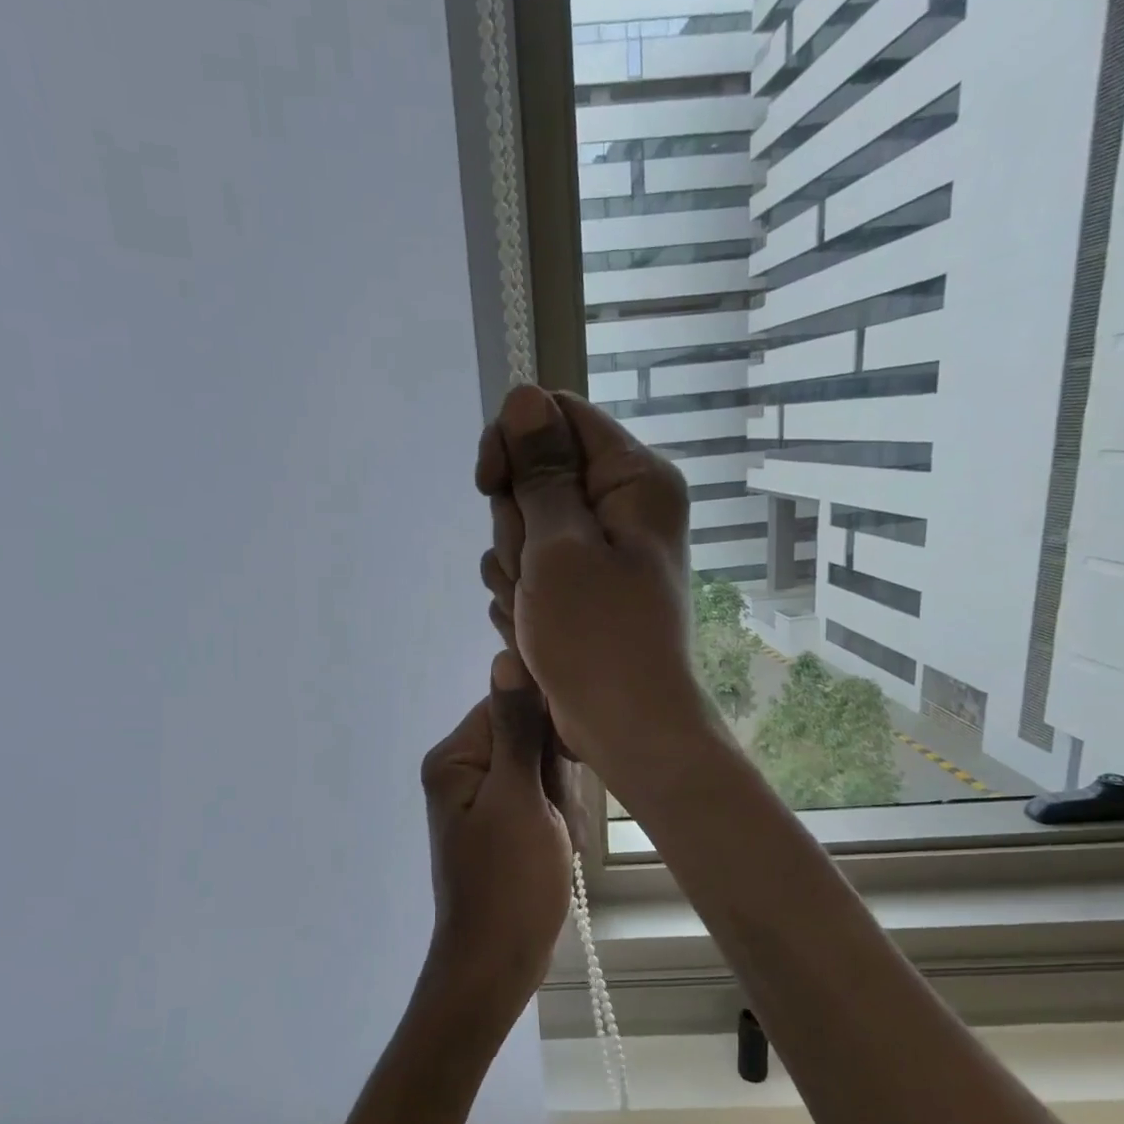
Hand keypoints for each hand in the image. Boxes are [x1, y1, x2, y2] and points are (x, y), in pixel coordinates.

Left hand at [418, 651, 575, 1033]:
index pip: (512, 706)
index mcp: (456, 757)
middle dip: (555, 779)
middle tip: (553, 822)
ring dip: (562, 805)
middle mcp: (464, 770)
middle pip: (531, 738)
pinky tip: (557, 851)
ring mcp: (486, 798)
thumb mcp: (519, 799)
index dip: (548, 735)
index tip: (561, 773)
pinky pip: (544, 800)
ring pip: (545, 771)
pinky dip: (559, 823)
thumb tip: (506, 656)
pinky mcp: (505, 821)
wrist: (498, 963)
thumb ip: (516, 728)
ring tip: (555, 842)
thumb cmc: (508, 882)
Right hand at [475, 385, 713, 787]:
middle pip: (534, 477)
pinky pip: (526, 570)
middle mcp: (619, 507)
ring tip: (536, 612)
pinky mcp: (576, 589)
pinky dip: (520, 599)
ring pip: (522, 529)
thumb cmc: (599, 637)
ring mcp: (596, 552)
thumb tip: (526, 397)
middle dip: (515, 525)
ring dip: (513, 570)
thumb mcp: (560, 547)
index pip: (559, 417)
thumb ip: (541, 471)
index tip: (489, 484)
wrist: (625, 727)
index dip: (513, 443)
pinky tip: (534, 631)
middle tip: (531, 572)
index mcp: (633, 480)